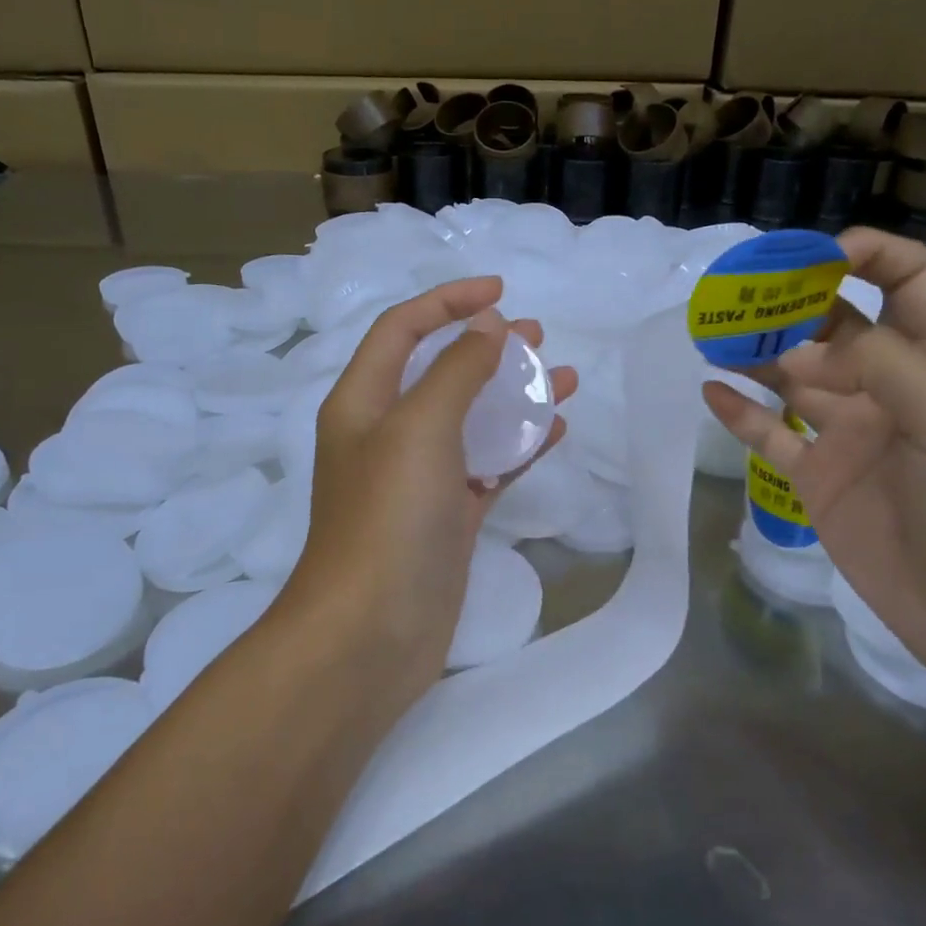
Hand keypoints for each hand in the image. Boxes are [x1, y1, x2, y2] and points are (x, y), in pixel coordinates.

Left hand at [289, 277, 575, 719]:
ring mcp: (419, 479)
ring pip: (471, 420)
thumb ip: (456, 370)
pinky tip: (556, 432)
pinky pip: (487, 466)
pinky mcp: (448, 516)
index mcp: (363, 401)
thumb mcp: (419, 427)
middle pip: (440, 371)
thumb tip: (489, 326)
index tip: (501, 291)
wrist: (370, 633)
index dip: (448, 301)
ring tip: (563, 378)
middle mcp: (387, 433)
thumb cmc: (388, 517)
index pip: (402, 329)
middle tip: (538, 337)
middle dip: (488, 347)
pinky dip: (519, 447)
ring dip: (514, 396)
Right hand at [703, 229, 925, 699]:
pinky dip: (740, 413)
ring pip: (793, 377)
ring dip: (755, 352)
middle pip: (835, 324)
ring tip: (712, 332)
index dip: (861, 255)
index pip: (904, 280)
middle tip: (736, 292)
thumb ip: (879, 363)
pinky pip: (770, 436)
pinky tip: (710, 390)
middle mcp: (892, 386)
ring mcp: (850, 433)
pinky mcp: (818, 478)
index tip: (807, 257)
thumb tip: (801, 345)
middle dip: (790, 302)